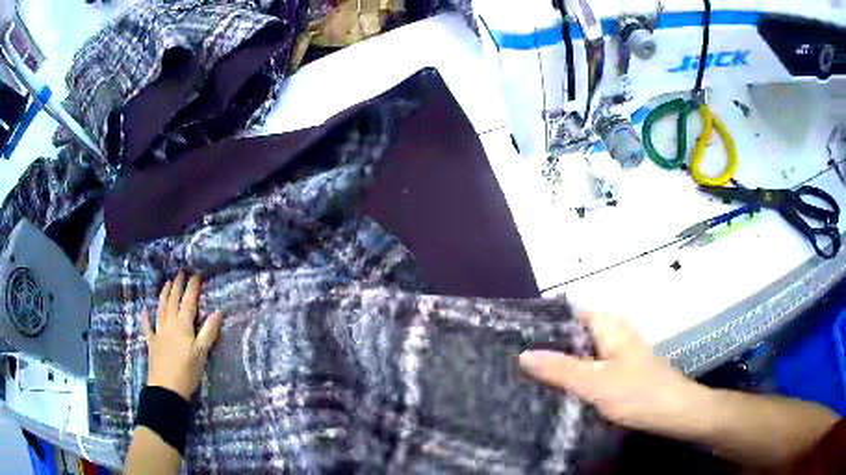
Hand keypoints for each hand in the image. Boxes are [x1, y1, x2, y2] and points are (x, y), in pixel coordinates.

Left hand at [142, 272, 221, 400]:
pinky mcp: (151, 341)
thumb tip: (218, 312)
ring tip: (167, 283)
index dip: (193, 287)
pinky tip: (145, 308)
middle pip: (173, 300)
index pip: (189, 301)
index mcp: (183, 325)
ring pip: (161, 308)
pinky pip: (147, 325)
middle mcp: (169, 323)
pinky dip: (146, 316)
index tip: (196, 274)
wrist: (167, 388)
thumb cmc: (187, 371)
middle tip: (180, 273)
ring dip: (164, 294)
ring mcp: (158, 331)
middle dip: (177, 286)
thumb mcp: (202, 353)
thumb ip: (209, 332)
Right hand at [519, 311, 703, 432]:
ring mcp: (616, 352)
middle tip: (512, 357)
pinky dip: (571, 373)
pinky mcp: (618, 371)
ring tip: (525, 371)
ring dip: (558, 360)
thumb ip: (560, 369)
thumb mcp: (594, 382)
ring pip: (579, 350)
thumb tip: (522, 354)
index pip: (569, 310)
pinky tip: (556, 387)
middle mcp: (612, 332)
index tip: (513, 332)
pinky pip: (588, 366)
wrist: (673, 412)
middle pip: (572, 331)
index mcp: (608, 324)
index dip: (543, 319)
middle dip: (546, 342)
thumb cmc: (637, 393)